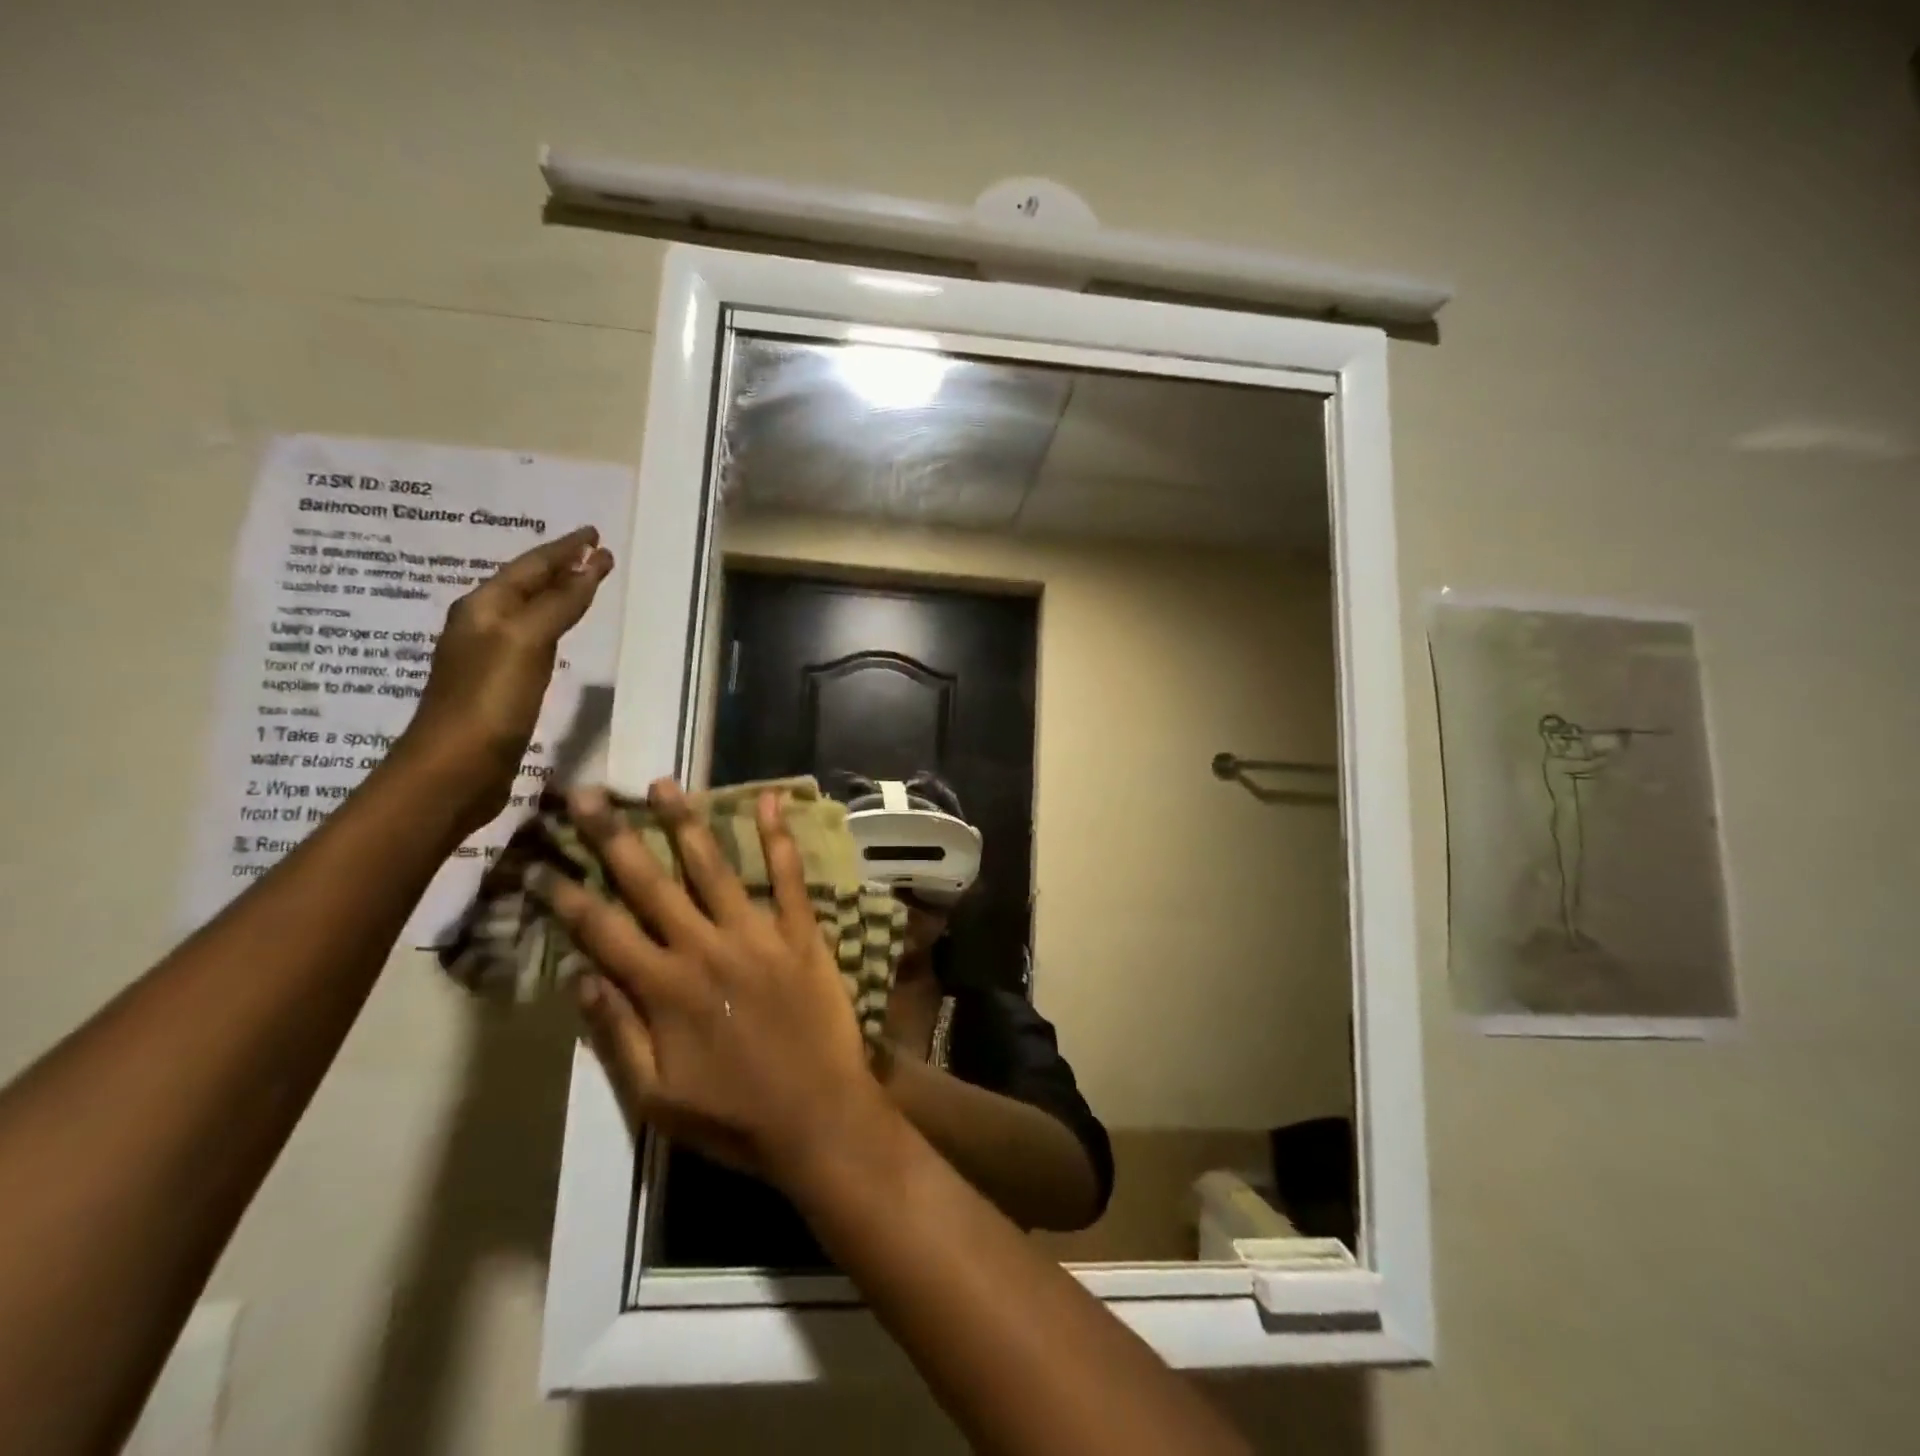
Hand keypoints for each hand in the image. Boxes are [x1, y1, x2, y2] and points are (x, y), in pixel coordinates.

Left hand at [398, 527, 613, 835]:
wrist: (454, 769)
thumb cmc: (489, 700)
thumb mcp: (527, 643)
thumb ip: (560, 604)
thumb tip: (590, 566)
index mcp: (484, 607)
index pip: (532, 566)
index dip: (565, 549)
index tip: (594, 535)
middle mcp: (483, 624)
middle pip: (527, 584)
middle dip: (561, 566)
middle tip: (594, 553)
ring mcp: (489, 656)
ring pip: (529, 611)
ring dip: (556, 594)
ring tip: (583, 583)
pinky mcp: (499, 685)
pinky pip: (532, 641)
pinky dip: (552, 626)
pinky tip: (561, 633)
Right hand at [529, 781, 883, 1182]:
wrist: (818, 1118)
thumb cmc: (733, 1117)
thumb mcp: (655, 1097)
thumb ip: (615, 1034)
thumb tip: (577, 975)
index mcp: (664, 988)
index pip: (601, 929)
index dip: (564, 894)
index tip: (535, 861)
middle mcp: (705, 948)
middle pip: (649, 883)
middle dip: (614, 835)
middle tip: (586, 792)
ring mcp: (757, 935)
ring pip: (714, 867)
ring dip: (685, 822)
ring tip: (661, 783)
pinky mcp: (802, 934)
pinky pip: (790, 878)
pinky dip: (779, 838)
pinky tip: (769, 800)